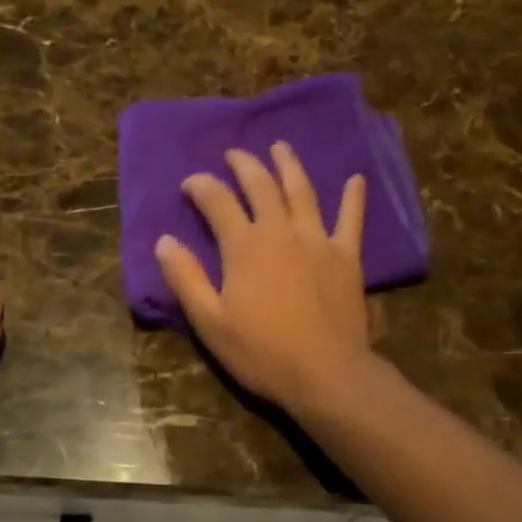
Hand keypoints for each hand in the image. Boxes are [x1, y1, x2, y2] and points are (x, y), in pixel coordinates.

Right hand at [156, 142, 371, 414]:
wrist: (325, 373)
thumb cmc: (261, 352)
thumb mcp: (210, 321)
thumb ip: (185, 278)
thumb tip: (164, 240)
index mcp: (244, 245)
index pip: (218, 201)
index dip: (201, 187)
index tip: (190, 184)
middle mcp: (280, 231)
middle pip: (261, 186)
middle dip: (244, 165)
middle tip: (233, 154)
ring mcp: (318, 240)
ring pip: (302, 192)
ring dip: (289, 166)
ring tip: (280, 147)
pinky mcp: (347, 256)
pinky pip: (352, 220)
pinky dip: (354, 197)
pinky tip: (357, 179)